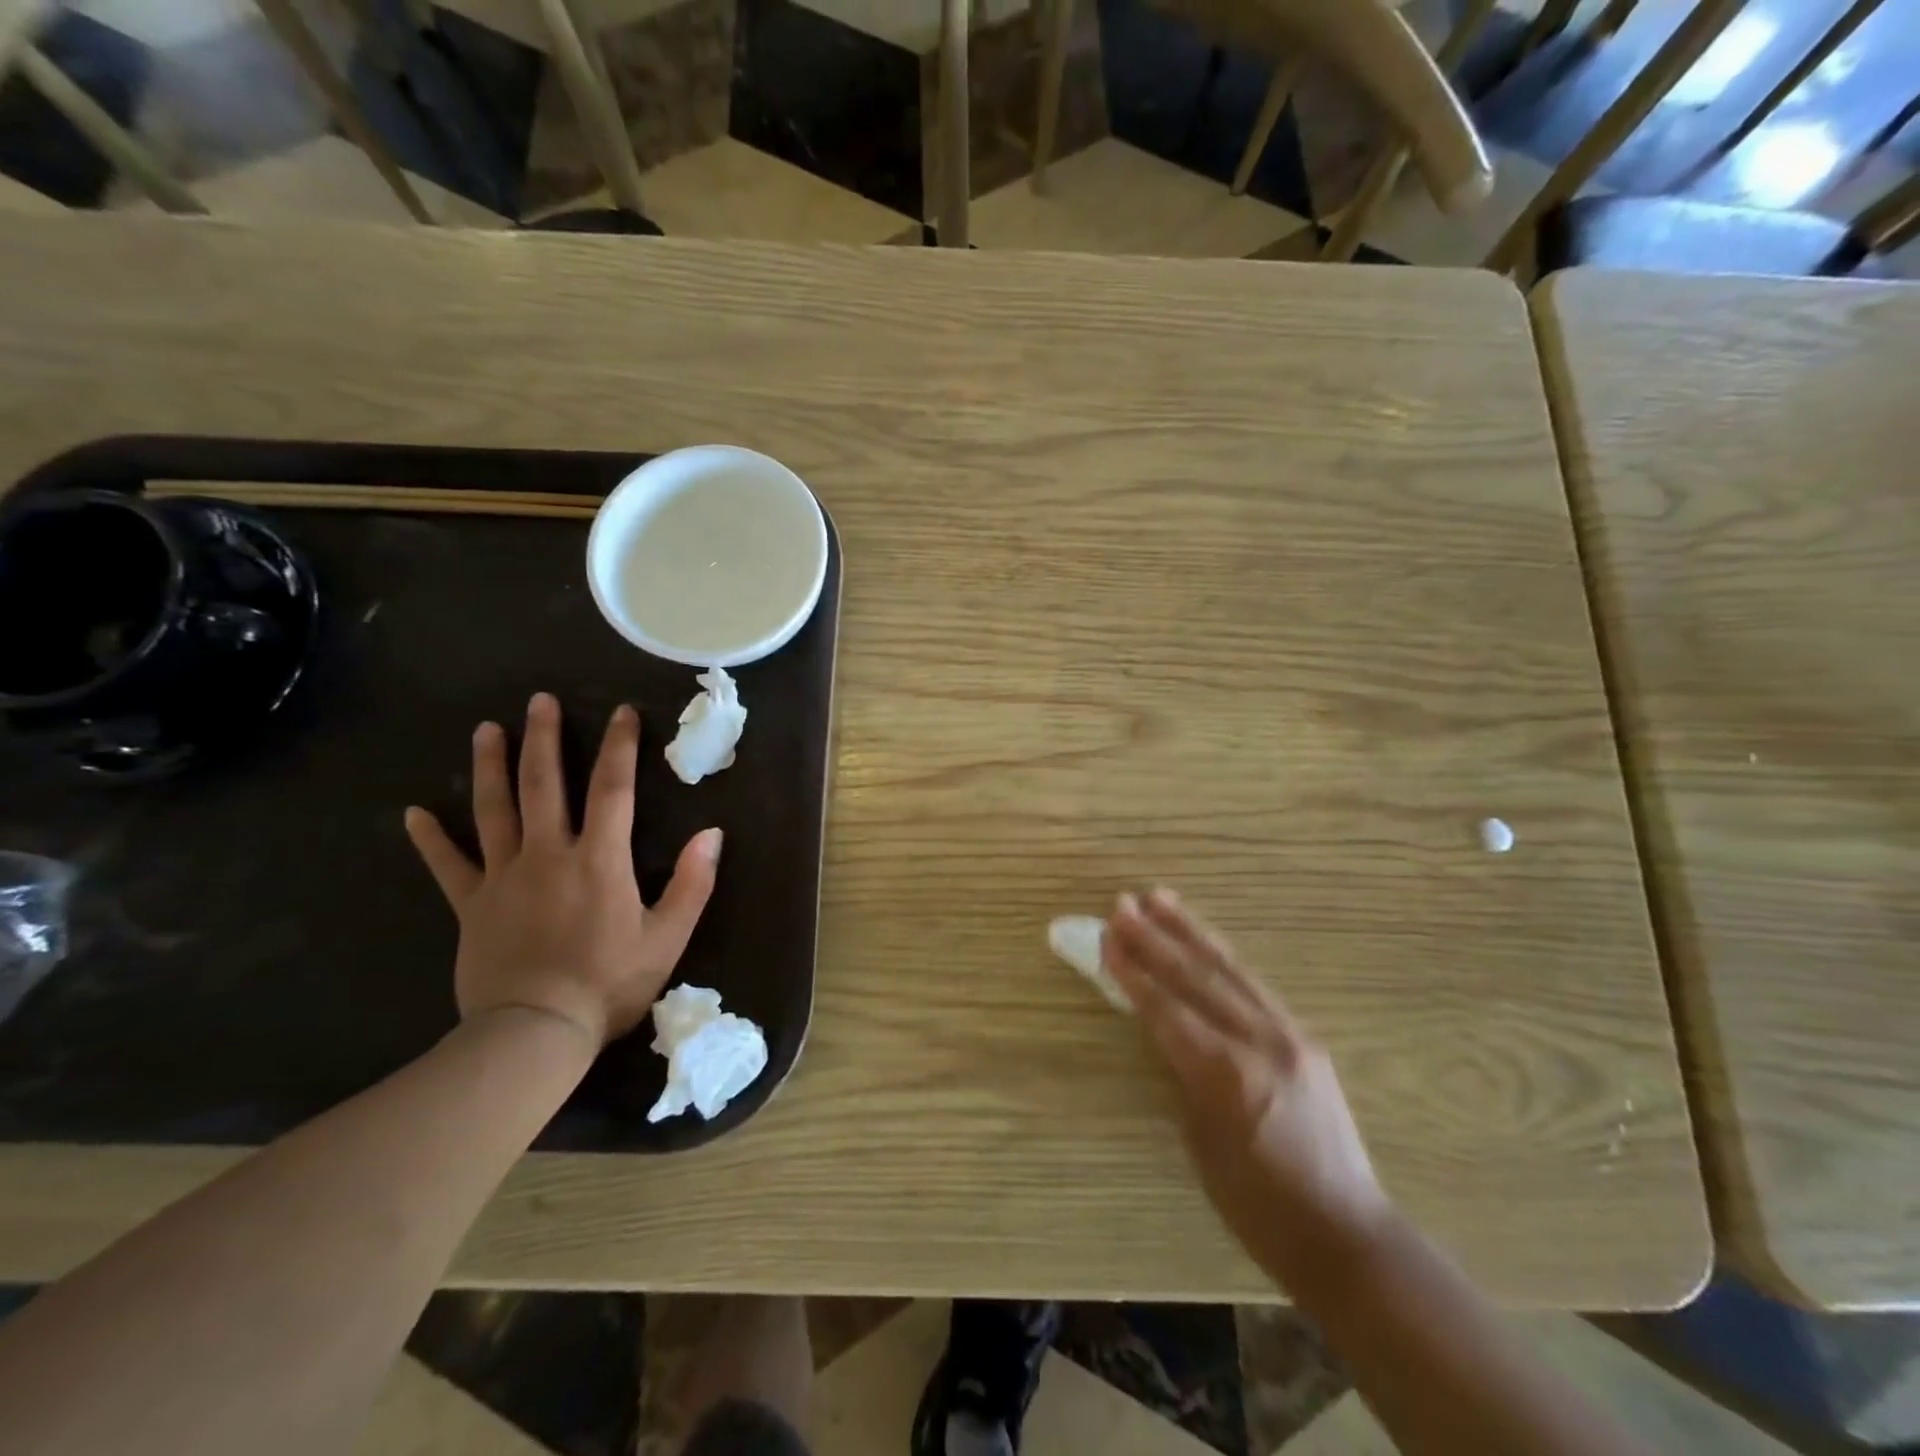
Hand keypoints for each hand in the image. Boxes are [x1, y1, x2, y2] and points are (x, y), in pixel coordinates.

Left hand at [404, 692, 721, 1048]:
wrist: (536, 1032)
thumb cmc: (610, 982)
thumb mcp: (668, 936)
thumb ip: (693, 883)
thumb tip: (712, 833)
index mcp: (599, 859)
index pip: (612, 789)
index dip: (619, 746)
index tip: (620, 712)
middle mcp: (548, 854)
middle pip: (543, 785)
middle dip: (543, 738)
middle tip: (539, 700)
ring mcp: (503, 877)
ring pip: (493, 810)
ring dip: (490, 767)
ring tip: (487, 730)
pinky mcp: (471, 905)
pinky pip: (448, 866)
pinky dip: (431, 839)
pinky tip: (415, 814)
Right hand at [1105, 889, 1394, 1298]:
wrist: (1346, 1234)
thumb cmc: (1257, 1206)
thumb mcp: (1201, 1142)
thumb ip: (1184, 1074)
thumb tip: (1167, 1030)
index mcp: (1226, 1074)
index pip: (1166, 1008)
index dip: (1132, 971)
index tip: (1106, 936)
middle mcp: (1260, 1042)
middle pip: (1196, 977)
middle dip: (1154, 937)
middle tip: (1122, 903)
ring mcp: (1288, 1034)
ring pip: (1229, 968)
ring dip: (1189, 931)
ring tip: (1160, 898)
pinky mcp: (1304, 1037)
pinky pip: (1254, 985)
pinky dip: (1222, 956)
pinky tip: (1205, 939)